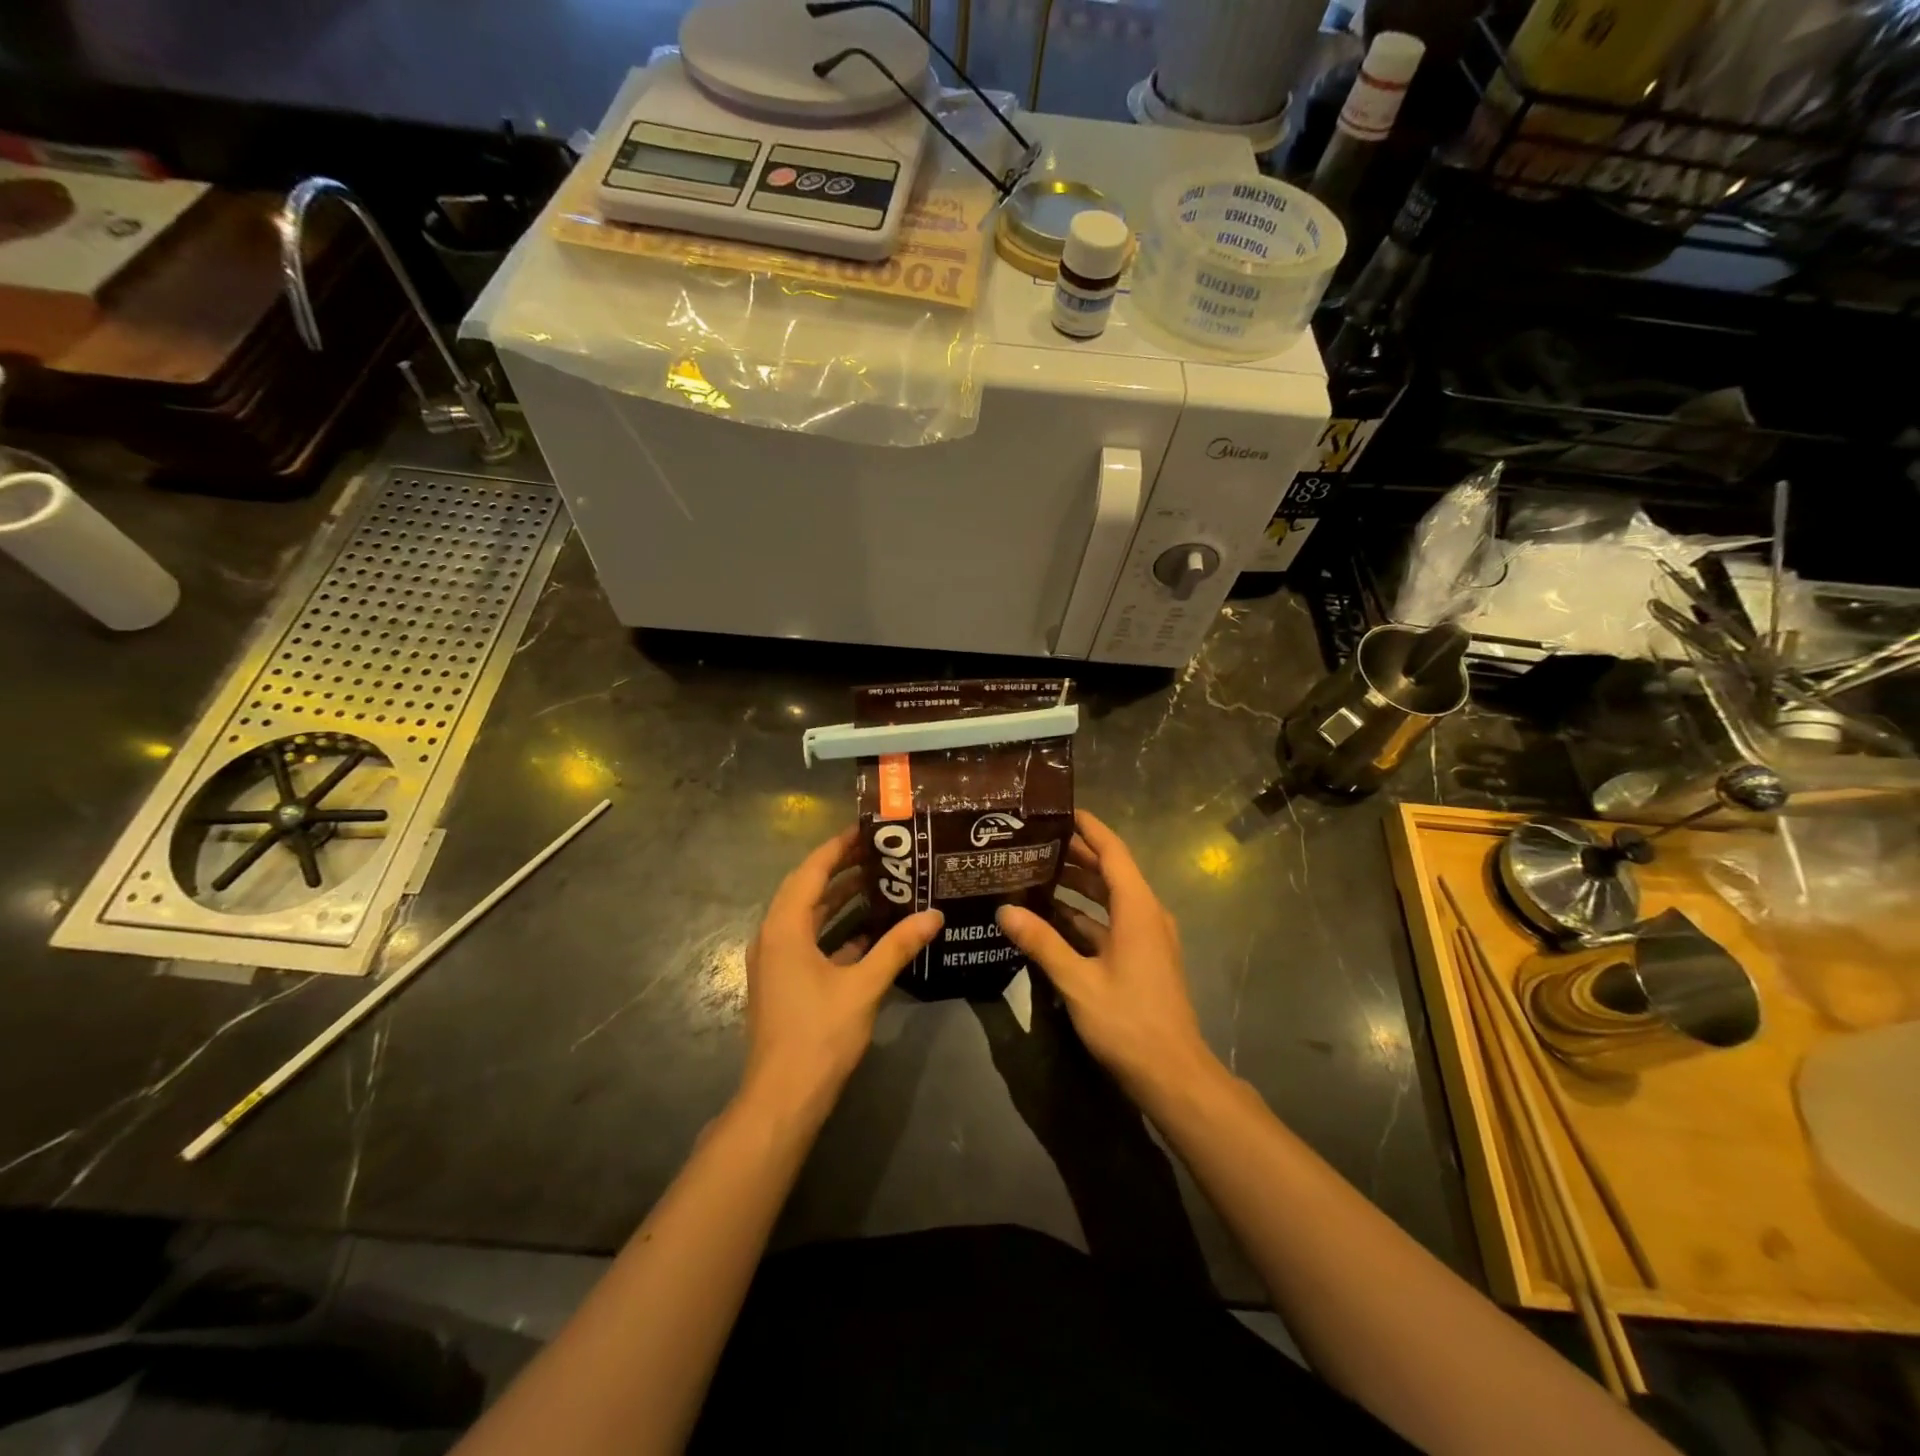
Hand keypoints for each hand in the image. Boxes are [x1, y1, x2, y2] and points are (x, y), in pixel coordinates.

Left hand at [742, 827, 941, 1118]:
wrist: (783, 1098)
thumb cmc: (820, 1034)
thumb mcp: (864, 985)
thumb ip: (898, 946)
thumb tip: (935, 915)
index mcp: (785, 927)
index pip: (811, 871)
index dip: (838, 847)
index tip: (867, 829)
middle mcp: (774, 936)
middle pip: (807, 889)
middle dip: (841, 869)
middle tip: (881, 852)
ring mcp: (776, 961)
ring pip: (808, 917)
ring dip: (839, 900)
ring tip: (880, 882)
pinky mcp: (784, 982)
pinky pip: (809, 942)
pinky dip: (836, 931)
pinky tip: (870, 933)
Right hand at [996, 811, 1222, 1106]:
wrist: (1174, 1075)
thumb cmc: (1128, 1021)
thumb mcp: (1078, 981)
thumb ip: (1042, 943)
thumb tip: (1005, 910)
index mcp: (1137, 909)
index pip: (1113, 852)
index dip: (1089, 828)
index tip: (1060, 810)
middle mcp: (1146, 915)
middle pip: (1110, 872)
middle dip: (1075, 855)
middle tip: (1034, 842)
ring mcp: (1147, 939)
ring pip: (1109, 900)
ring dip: (1077, 887)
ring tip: (1035, 873)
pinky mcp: (1142, 959)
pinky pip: (1110, 924)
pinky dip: (1084, 916)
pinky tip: (1051, 920)